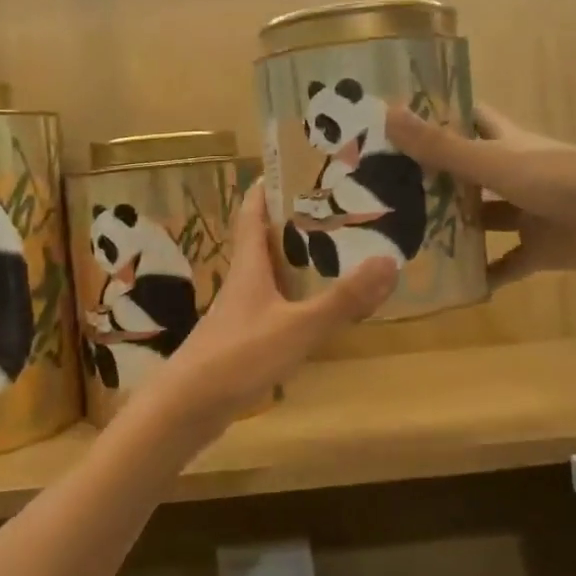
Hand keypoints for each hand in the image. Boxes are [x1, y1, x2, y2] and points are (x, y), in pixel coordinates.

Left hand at [138, 182, 395, 434]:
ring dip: (296, 262)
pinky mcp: (242, 341)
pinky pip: (273, 307)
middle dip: (294, 223)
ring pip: (270, 275)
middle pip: (264, 241)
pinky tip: (316, 309)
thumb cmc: (238, 357)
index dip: (268, 187)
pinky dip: (295, 299)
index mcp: (248, 266)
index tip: (293, 166)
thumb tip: (389, 261)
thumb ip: (342, 300)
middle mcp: (242, 282)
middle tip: (335, 209)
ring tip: (336, 253)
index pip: (252, 213)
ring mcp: (240, 313)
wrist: (186, 410)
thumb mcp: (297, 327)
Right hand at [386, 104, 575, 290]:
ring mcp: (528, 213)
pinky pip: (507, 264)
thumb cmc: (555, 177)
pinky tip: (455, 285)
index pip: (469, 119)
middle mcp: (514, 175)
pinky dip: (486, 274)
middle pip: (470, 173)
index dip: (441, 116)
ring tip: (409, 238)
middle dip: (436, 179)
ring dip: (456, 228)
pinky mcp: (540, 249)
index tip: (402, 121)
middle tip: (389, 190)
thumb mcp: (490, 161)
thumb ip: (440, 146)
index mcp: (505, 143)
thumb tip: (387, 114)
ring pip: (485, 219)